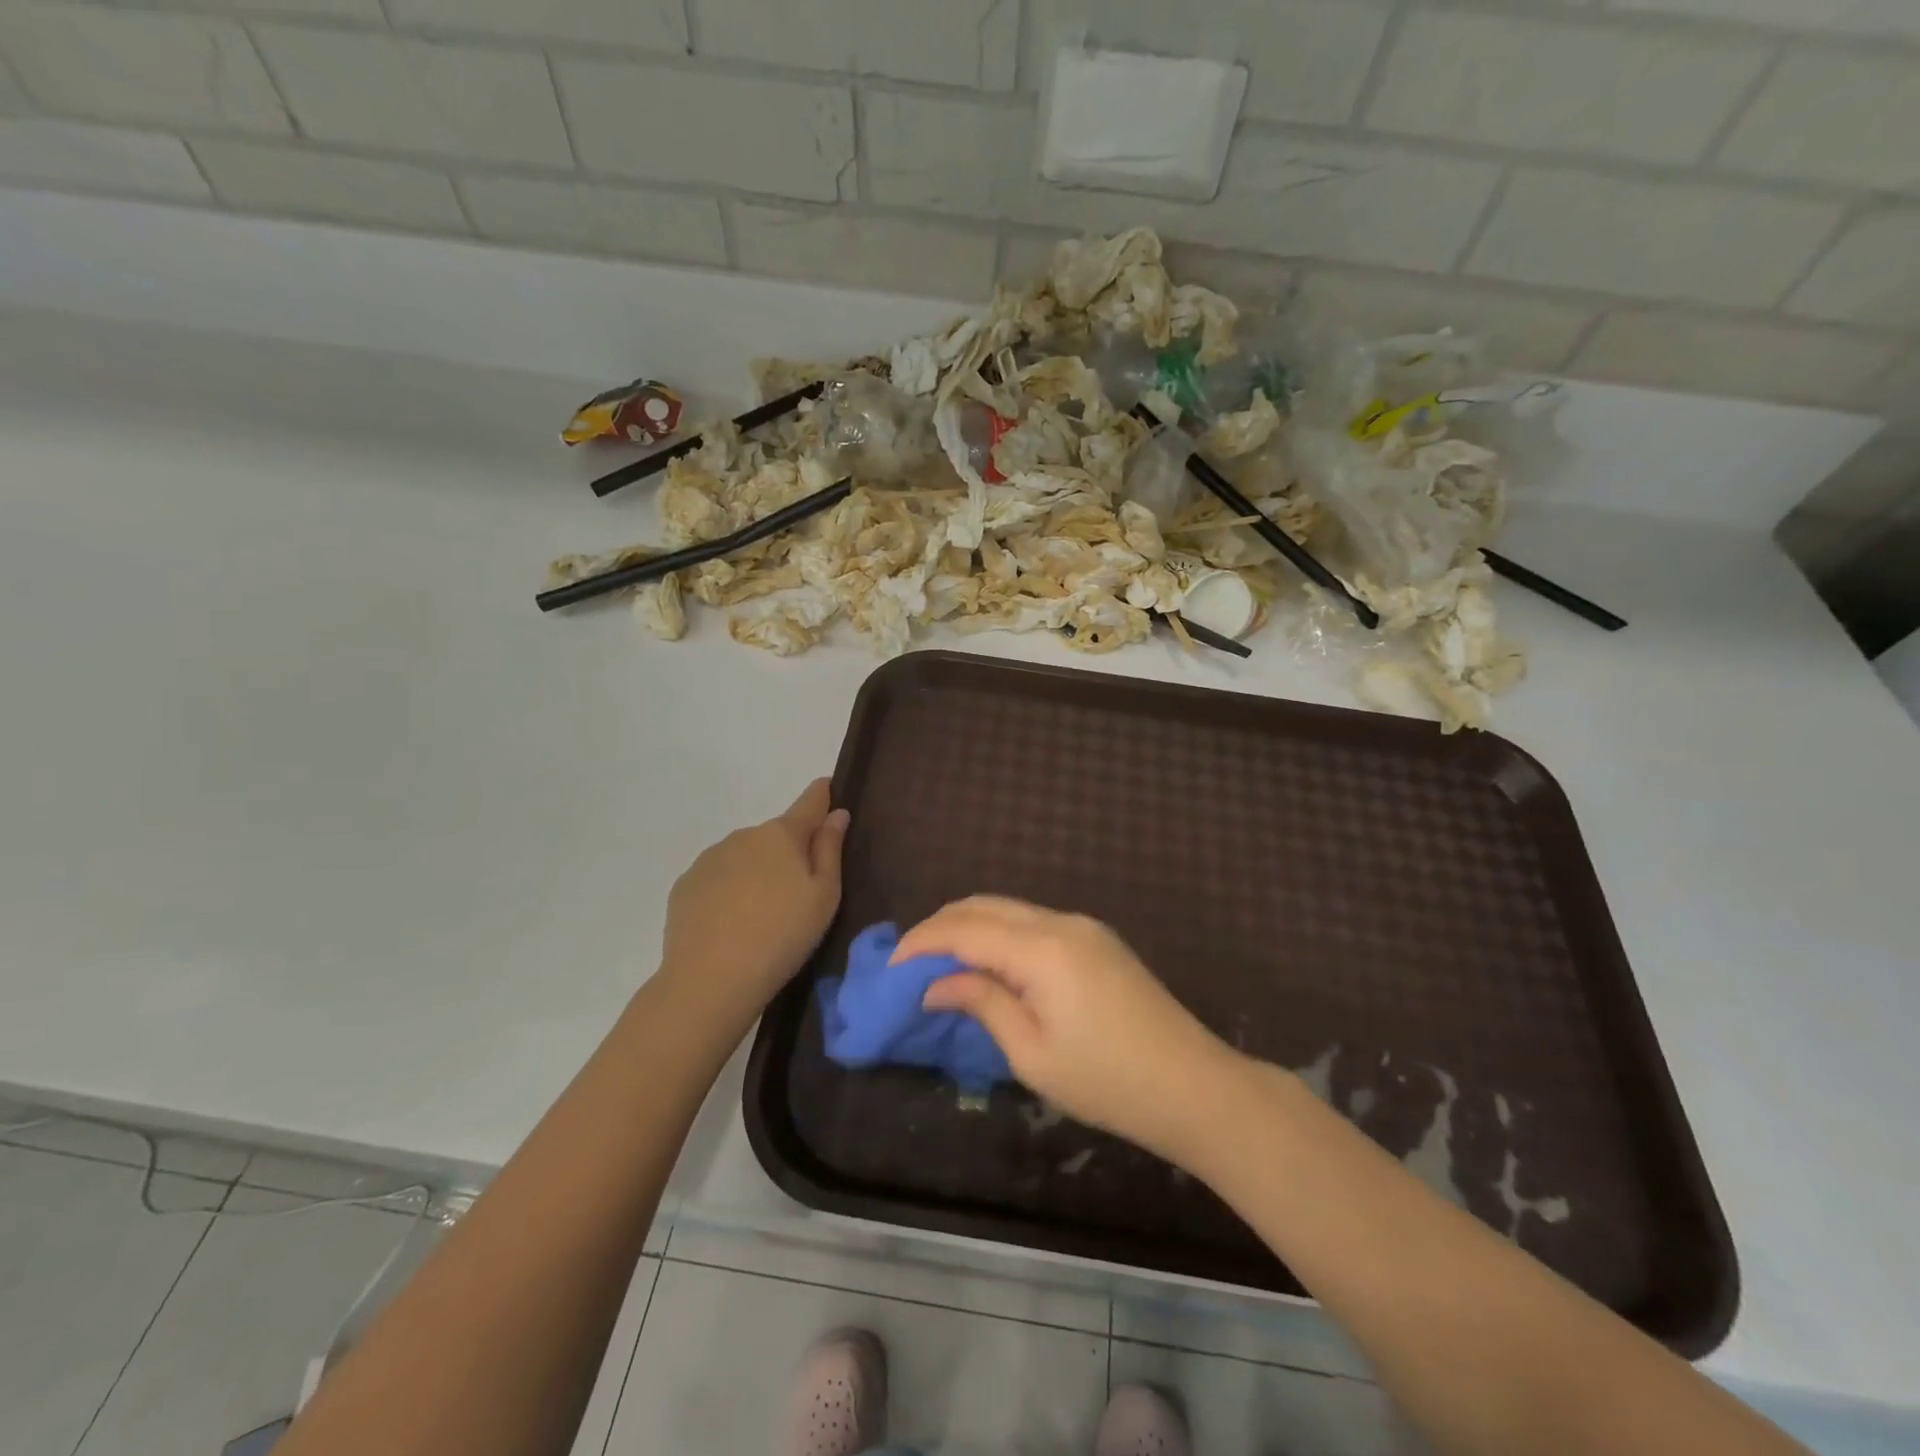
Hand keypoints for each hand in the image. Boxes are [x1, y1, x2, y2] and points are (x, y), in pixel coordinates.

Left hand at [660, 779, 848, 1013]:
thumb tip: (836, 813)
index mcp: (782, 834)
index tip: (830, 792)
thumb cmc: (782, 936)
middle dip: (789, 852)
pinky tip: (732, 925)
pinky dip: (729, 891)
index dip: (823, 795)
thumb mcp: (825, 896)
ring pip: (745, 856)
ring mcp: (710, 858)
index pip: (810, 801)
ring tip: (762, 917)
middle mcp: (744, 835)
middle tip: (798, 894)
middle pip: (776, 835)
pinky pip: (718, 878)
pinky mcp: (685, 885)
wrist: (710, 981)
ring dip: (757, 872)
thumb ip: (830, 849)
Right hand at [901, 896, 1243, 1164]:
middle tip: (911, 963)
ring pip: (1009, 908)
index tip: (891, 968)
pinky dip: (1000, 933)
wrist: (1193, 1085)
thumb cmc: (1108, 1082)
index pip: (964, 929)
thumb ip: (982, 1004)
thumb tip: (934, 984)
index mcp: (1042, 948)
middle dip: (941, 926)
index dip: (922, 942)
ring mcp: (1083, 926)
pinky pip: (1034, 922)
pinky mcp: (1097, 939)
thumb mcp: (1032, 1053)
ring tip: (942, 963)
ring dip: (970, 927)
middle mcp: (1061, 922)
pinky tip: (988, 962)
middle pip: (985, 906)